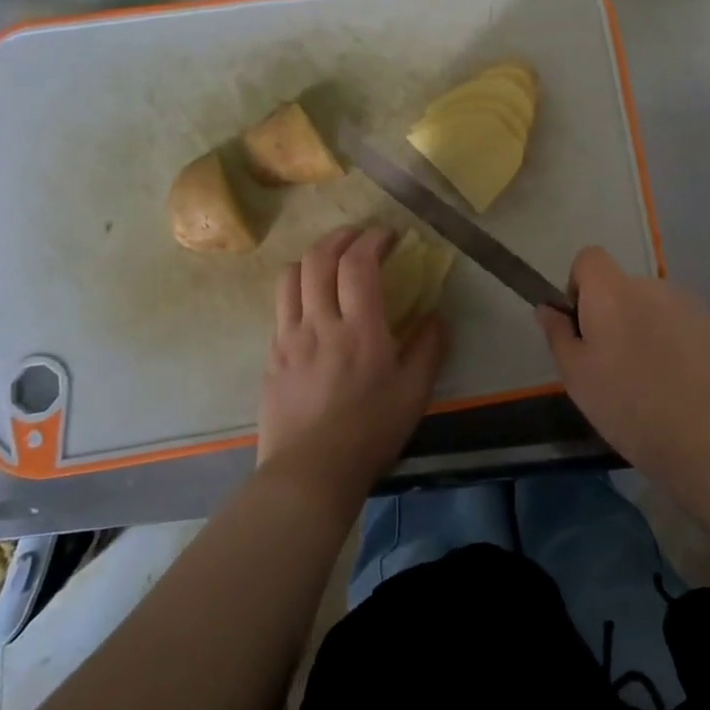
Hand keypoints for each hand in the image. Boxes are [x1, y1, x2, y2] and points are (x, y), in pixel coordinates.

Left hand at [259, 226, 447, 501]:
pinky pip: (280, 308)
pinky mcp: (271, 356)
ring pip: (290, 277)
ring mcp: (289, 338)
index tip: (387, 235)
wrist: (309, 474)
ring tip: (329, 260)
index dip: (372, 240)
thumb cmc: (369, 433)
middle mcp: (319, 323)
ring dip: (311, 257)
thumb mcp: (414, 394)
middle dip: (339, 237)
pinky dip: (297, 289)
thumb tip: (437, 315)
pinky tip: (311, 303)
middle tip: (357, 237)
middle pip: (317, 260)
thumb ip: (429, 348)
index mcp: (359, 329)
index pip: (358, 264)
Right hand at [538, 247, 709, 486]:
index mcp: (612, 293)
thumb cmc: (629, 407)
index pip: (590, 258)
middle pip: (623, 286)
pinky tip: (683, 382)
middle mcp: (652, 287)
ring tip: (653, 377)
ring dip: (647, 327)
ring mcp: (690, 305)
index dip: (580, 285)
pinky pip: (684, 323)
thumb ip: (558, 334)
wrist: (709, 439)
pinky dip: (677, 342)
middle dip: (615, 314)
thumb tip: (547, 308)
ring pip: (655, 306)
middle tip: (616, 363)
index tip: (583, 325)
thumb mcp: (577, 378)